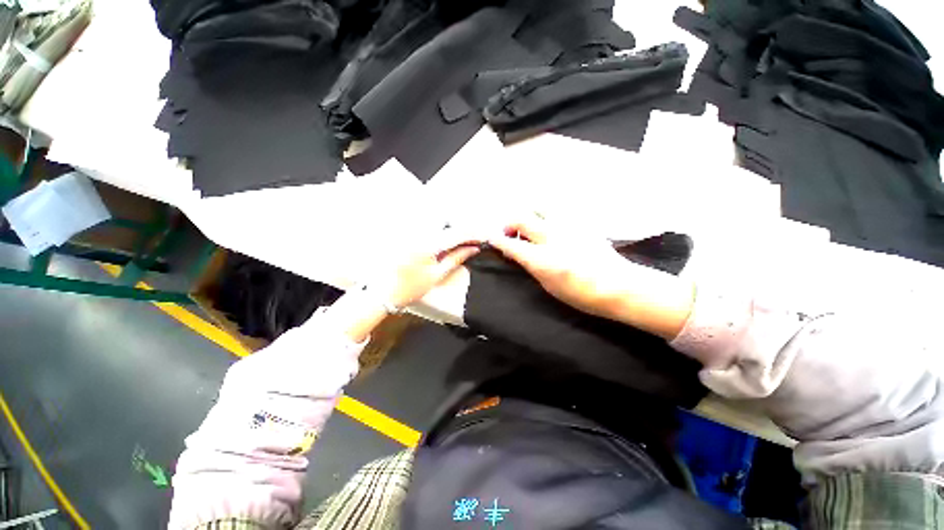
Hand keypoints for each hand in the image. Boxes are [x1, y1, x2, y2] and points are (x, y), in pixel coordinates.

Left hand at [331, 229, 481, 342]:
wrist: (384, 293)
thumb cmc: (411, 288)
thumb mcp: (437, 275)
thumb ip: (456, 258)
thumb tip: (474, 248)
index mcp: (429, 244)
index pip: (457, 233)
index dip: (473, 234)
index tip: (486, 237)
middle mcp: (420, 232)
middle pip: (449, 225)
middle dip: (466, 230)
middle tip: (477, 238)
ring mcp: (413, 232)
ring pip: (440, 225)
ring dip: (455, 231)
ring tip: (466, 240)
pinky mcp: (409, 235)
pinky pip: (431, 230)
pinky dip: (443, 233)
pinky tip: (449, 241)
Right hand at [488, 216, 695, 339]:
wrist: (618, 285)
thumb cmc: (580, 294)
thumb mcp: (548, 285)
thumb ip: (530, 266)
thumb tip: (518, 254)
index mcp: (541, 259)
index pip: (510, 243)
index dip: (497, 240)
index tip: (492, 239)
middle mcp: (551, 237)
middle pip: (521, 218)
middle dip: (509, 223)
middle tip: (510, 233)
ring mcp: (567, 226)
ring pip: (539, 207)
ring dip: (529, 215)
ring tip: (530, 226)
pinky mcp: (580, 222)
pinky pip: (557, 210)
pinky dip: (547, 215)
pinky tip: (551, 227)